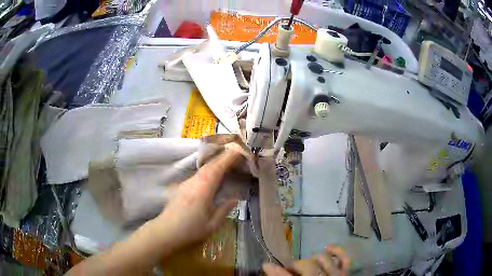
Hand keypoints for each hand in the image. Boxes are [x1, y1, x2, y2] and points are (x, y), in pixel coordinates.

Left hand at [149, 145, 242, 251]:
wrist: (165, 231)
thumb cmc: (190, 230)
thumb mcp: (212, 225)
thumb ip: (224, 210)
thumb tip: (235, 199)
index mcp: (203, 190)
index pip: (217, 169)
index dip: (228, 158)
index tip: (238, 151)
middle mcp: (193, 183)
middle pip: (209, 166)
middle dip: (222, 157)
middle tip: (236, 154)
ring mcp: (185, 184)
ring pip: (202, 169)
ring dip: (215, 163)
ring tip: (226, 163)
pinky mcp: (181, 188)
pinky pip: (197, 175)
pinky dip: (207, 171)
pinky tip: (211, 176)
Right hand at [262, 245, 349, 275]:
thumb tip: (268, 267)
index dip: (277, 271)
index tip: (266, 265)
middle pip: (308, 266)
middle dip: (297, 265)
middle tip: (290, 268)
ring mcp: (336, 274)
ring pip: (325, 259)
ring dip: (315, 259)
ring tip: (308, 261)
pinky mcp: (345, 271)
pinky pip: (344, 258)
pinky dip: (337, 251)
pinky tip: (328, 247)